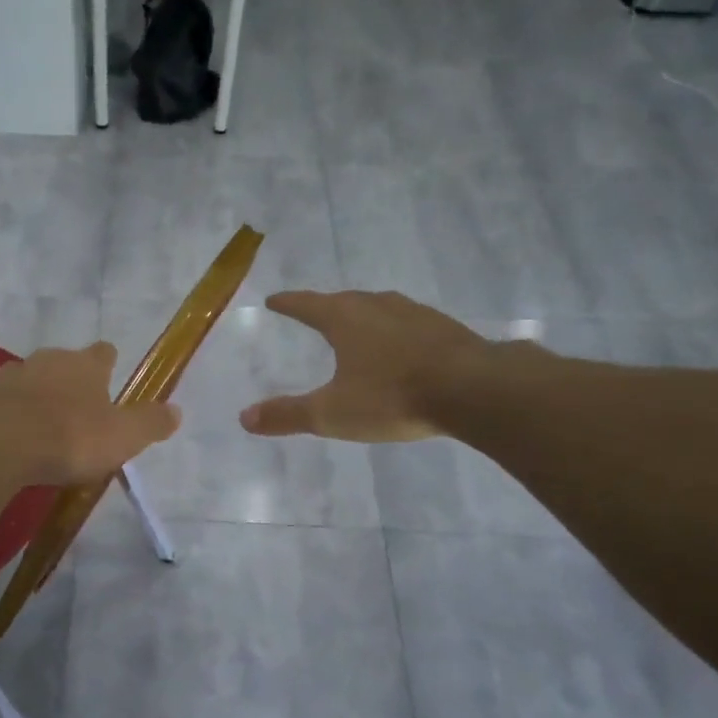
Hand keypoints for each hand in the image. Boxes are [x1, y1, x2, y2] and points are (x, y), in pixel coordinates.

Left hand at [0, 342, 180, 484]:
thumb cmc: (69, 438)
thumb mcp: (123, 436)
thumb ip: (150, 423)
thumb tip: (177, 411)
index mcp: (83, 365)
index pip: (102, 353)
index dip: (107, 363)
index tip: (109, 372)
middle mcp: (43, 361)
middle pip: (59, 364)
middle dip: (66, 382)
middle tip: (74, 410)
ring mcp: (4, 378)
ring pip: (23, 382)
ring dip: (30, 398)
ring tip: (36, 427)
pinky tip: (2, 439)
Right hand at [239, 290, 502, 442]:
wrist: (473, 390)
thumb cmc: (392, 397)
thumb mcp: (332, 413)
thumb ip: (288, 415)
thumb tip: (244, 417)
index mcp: (345, 319)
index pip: (306, 305)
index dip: (287, 303)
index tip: (273, 300)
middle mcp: (378, 306)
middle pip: (344, 300)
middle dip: (326, 306)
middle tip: (314, 312)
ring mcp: (416, 313)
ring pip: (380, 307)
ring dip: (364, 314)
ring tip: (357, 326)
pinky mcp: (445, 328)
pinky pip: (409, 322)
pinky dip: (395, 330)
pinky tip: (403, 346)